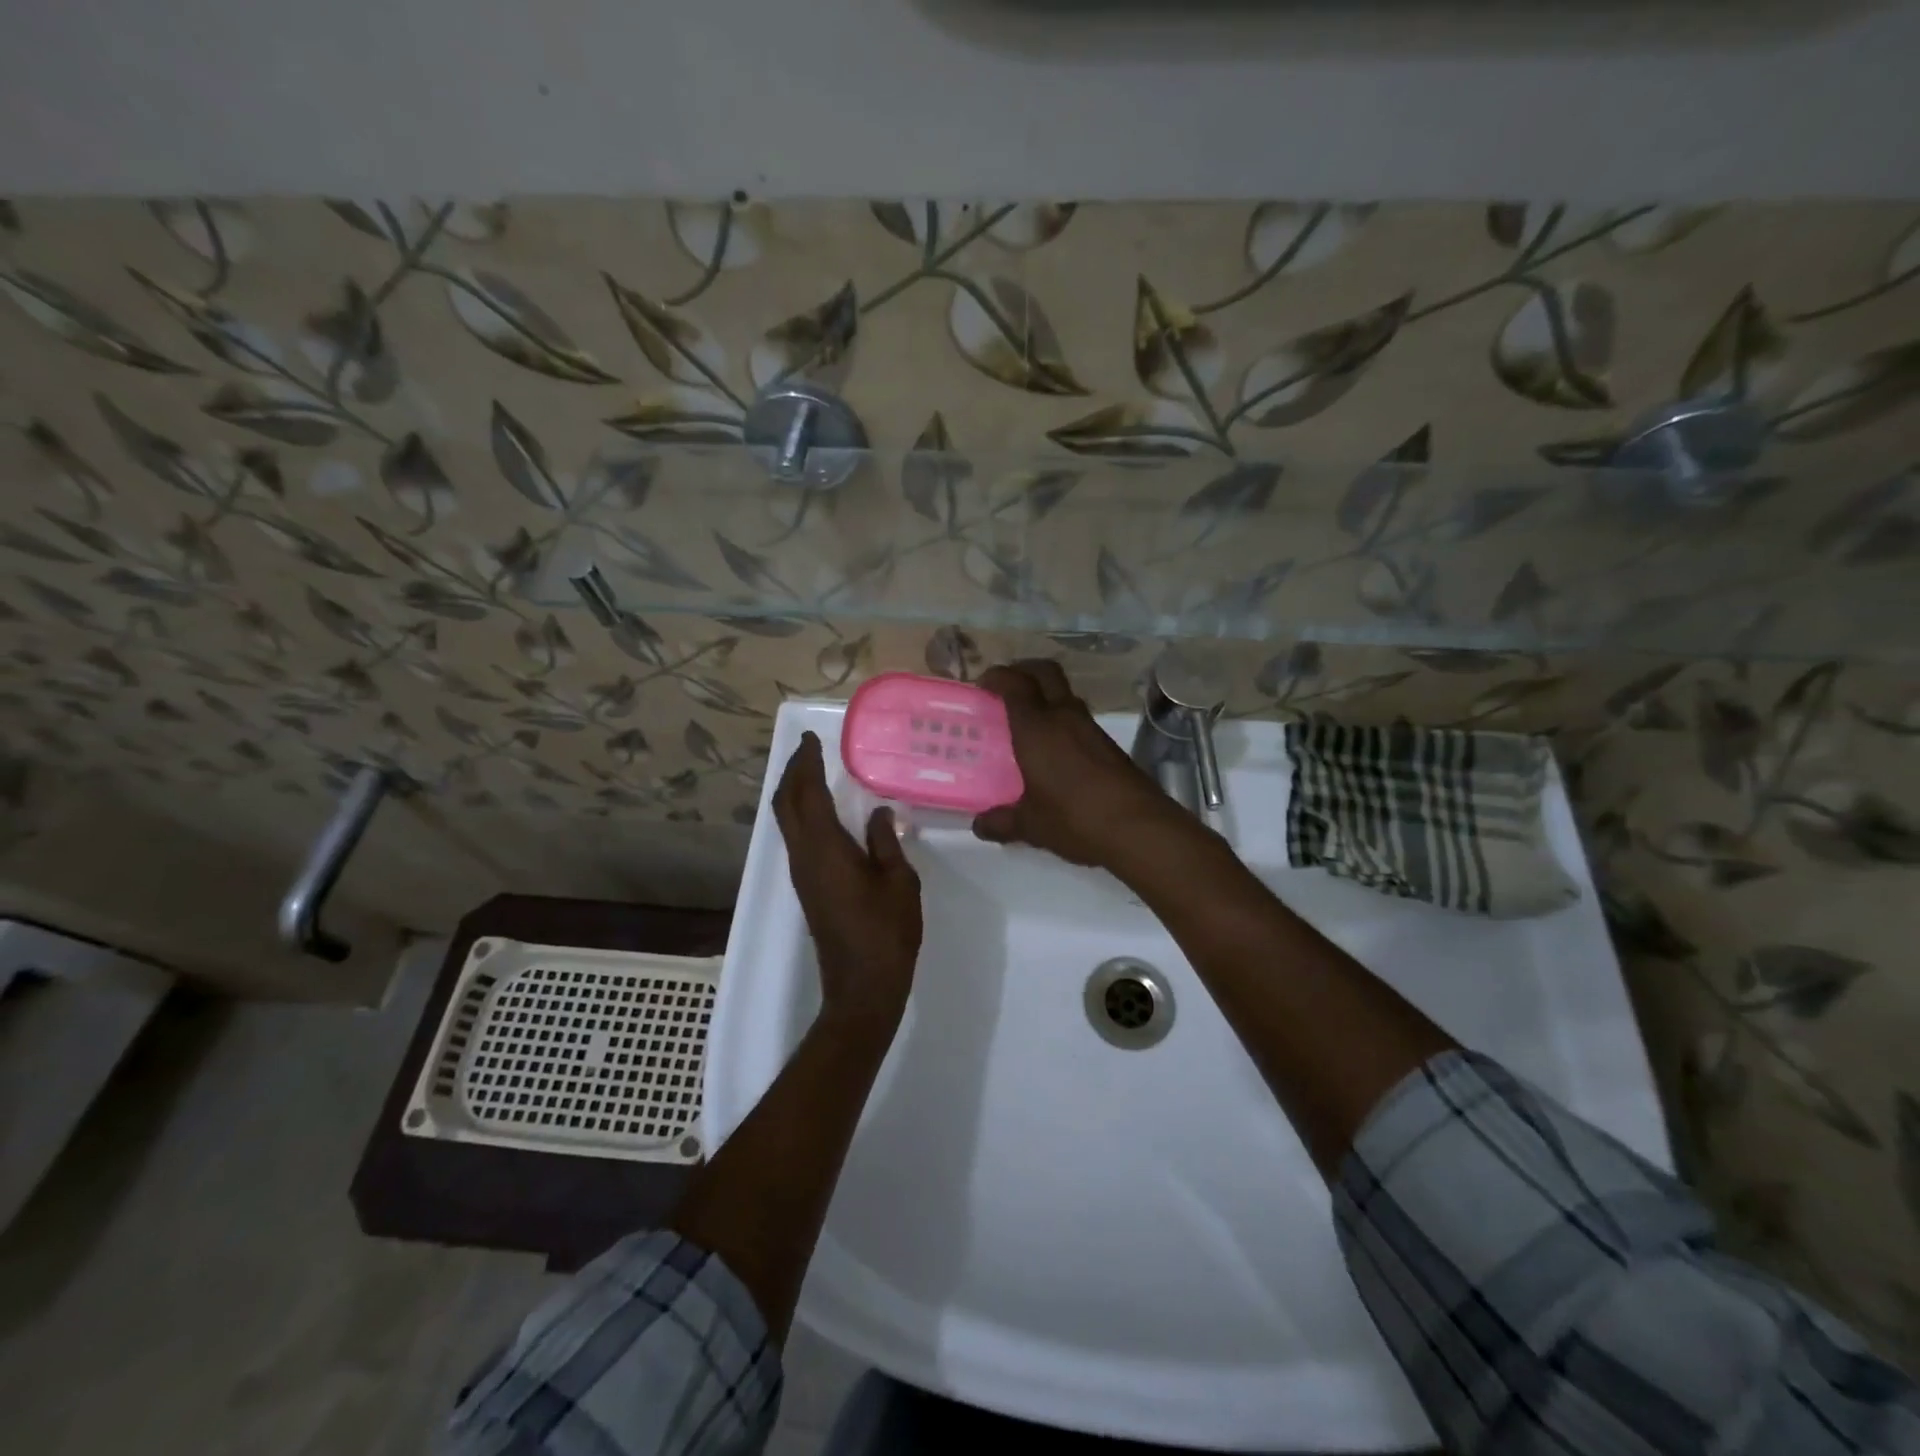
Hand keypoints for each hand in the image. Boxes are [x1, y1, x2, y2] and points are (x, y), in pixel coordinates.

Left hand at [773, 732, 921, 1028]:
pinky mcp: (808, 888)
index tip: (813, 740)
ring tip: (815, 772)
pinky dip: (802, 814)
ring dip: (795, 793)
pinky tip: (823, 812)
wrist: (862, 987)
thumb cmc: (886, 933)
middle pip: (785, 805)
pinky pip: (797, 838)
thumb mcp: (899, 881)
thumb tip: (877, 812)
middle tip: (810, 750)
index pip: (806, 794)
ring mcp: (802, 874)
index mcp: (825, 849)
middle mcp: (804, 857)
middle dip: (793, 773)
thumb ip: (886, 841)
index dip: (806, 764)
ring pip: (787, 822)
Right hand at [972, 660, 1182, 868]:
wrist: (1139, 828)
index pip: (1015, 684)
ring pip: (1064, 695)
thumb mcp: (1030, 825)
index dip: (997, 677)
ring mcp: (1091, 728)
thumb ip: (1001, 821)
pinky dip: (1061, 720)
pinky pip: (1078, 719)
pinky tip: (1052, 750)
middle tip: (1005, 690)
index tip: (982, 685)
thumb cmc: (1074, 819)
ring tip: (1025, 723)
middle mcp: (1064, 717)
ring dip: (1044, 697)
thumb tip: (979, 824)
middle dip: (1023, 671)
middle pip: (1045, 672)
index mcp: (1037, 728)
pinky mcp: (1109, 745)